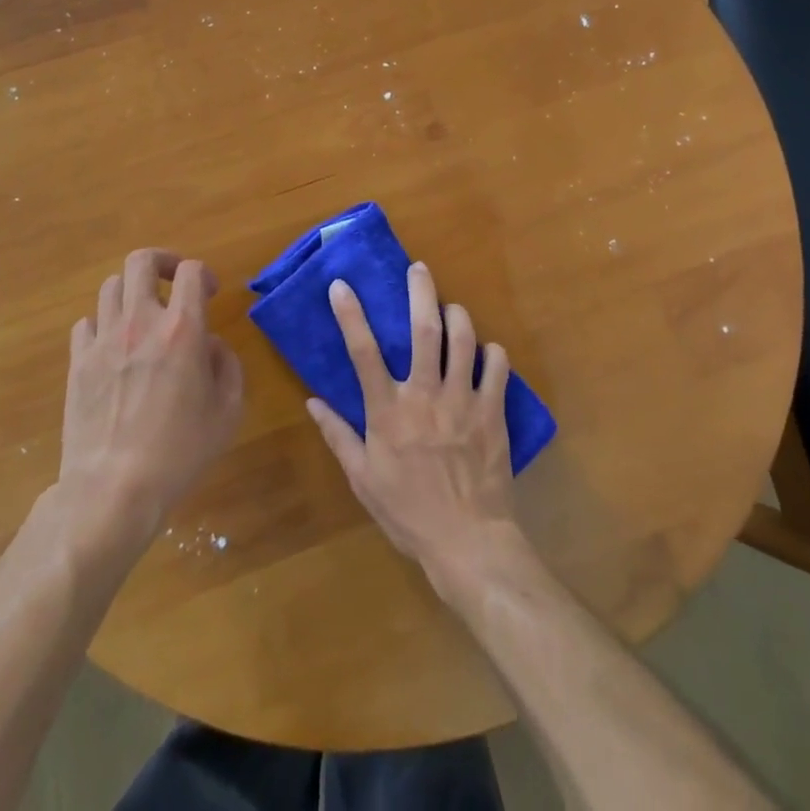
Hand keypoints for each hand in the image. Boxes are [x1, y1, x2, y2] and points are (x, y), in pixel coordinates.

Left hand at [57, 249, 244, 554]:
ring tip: (142, 315)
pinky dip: (103, 324)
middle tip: (173, 282)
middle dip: (162, 262)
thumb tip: (211, 345)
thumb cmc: (180, 452)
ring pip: (110, 286)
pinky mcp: (77, 362)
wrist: (113, 489)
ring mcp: (103, 340)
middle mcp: (140, 322)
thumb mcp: (228, 411)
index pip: (191, 271)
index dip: (203, 273)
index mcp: (182, 329)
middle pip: (141, 261)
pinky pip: (86, 323)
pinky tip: (114, 347)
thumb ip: (227, 366)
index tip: (210, 293)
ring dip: (131, 292)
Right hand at [306, 262, 519, 593]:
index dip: (351, 315)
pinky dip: (492, 351)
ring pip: (463, 339)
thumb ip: (338, 436)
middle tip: (419, 269)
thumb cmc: (409, 512)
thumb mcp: (363, 479)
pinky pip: (497, 366)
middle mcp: (425, 395)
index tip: (342, 285)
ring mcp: (463, 400)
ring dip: (458, 315)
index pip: (363, 352)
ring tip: (452, 307)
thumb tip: (312, 401)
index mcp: (388, 411)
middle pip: (424, 329)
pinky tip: (486, 350)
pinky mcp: (493, 411)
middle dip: (421, 291)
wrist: (468, 542)